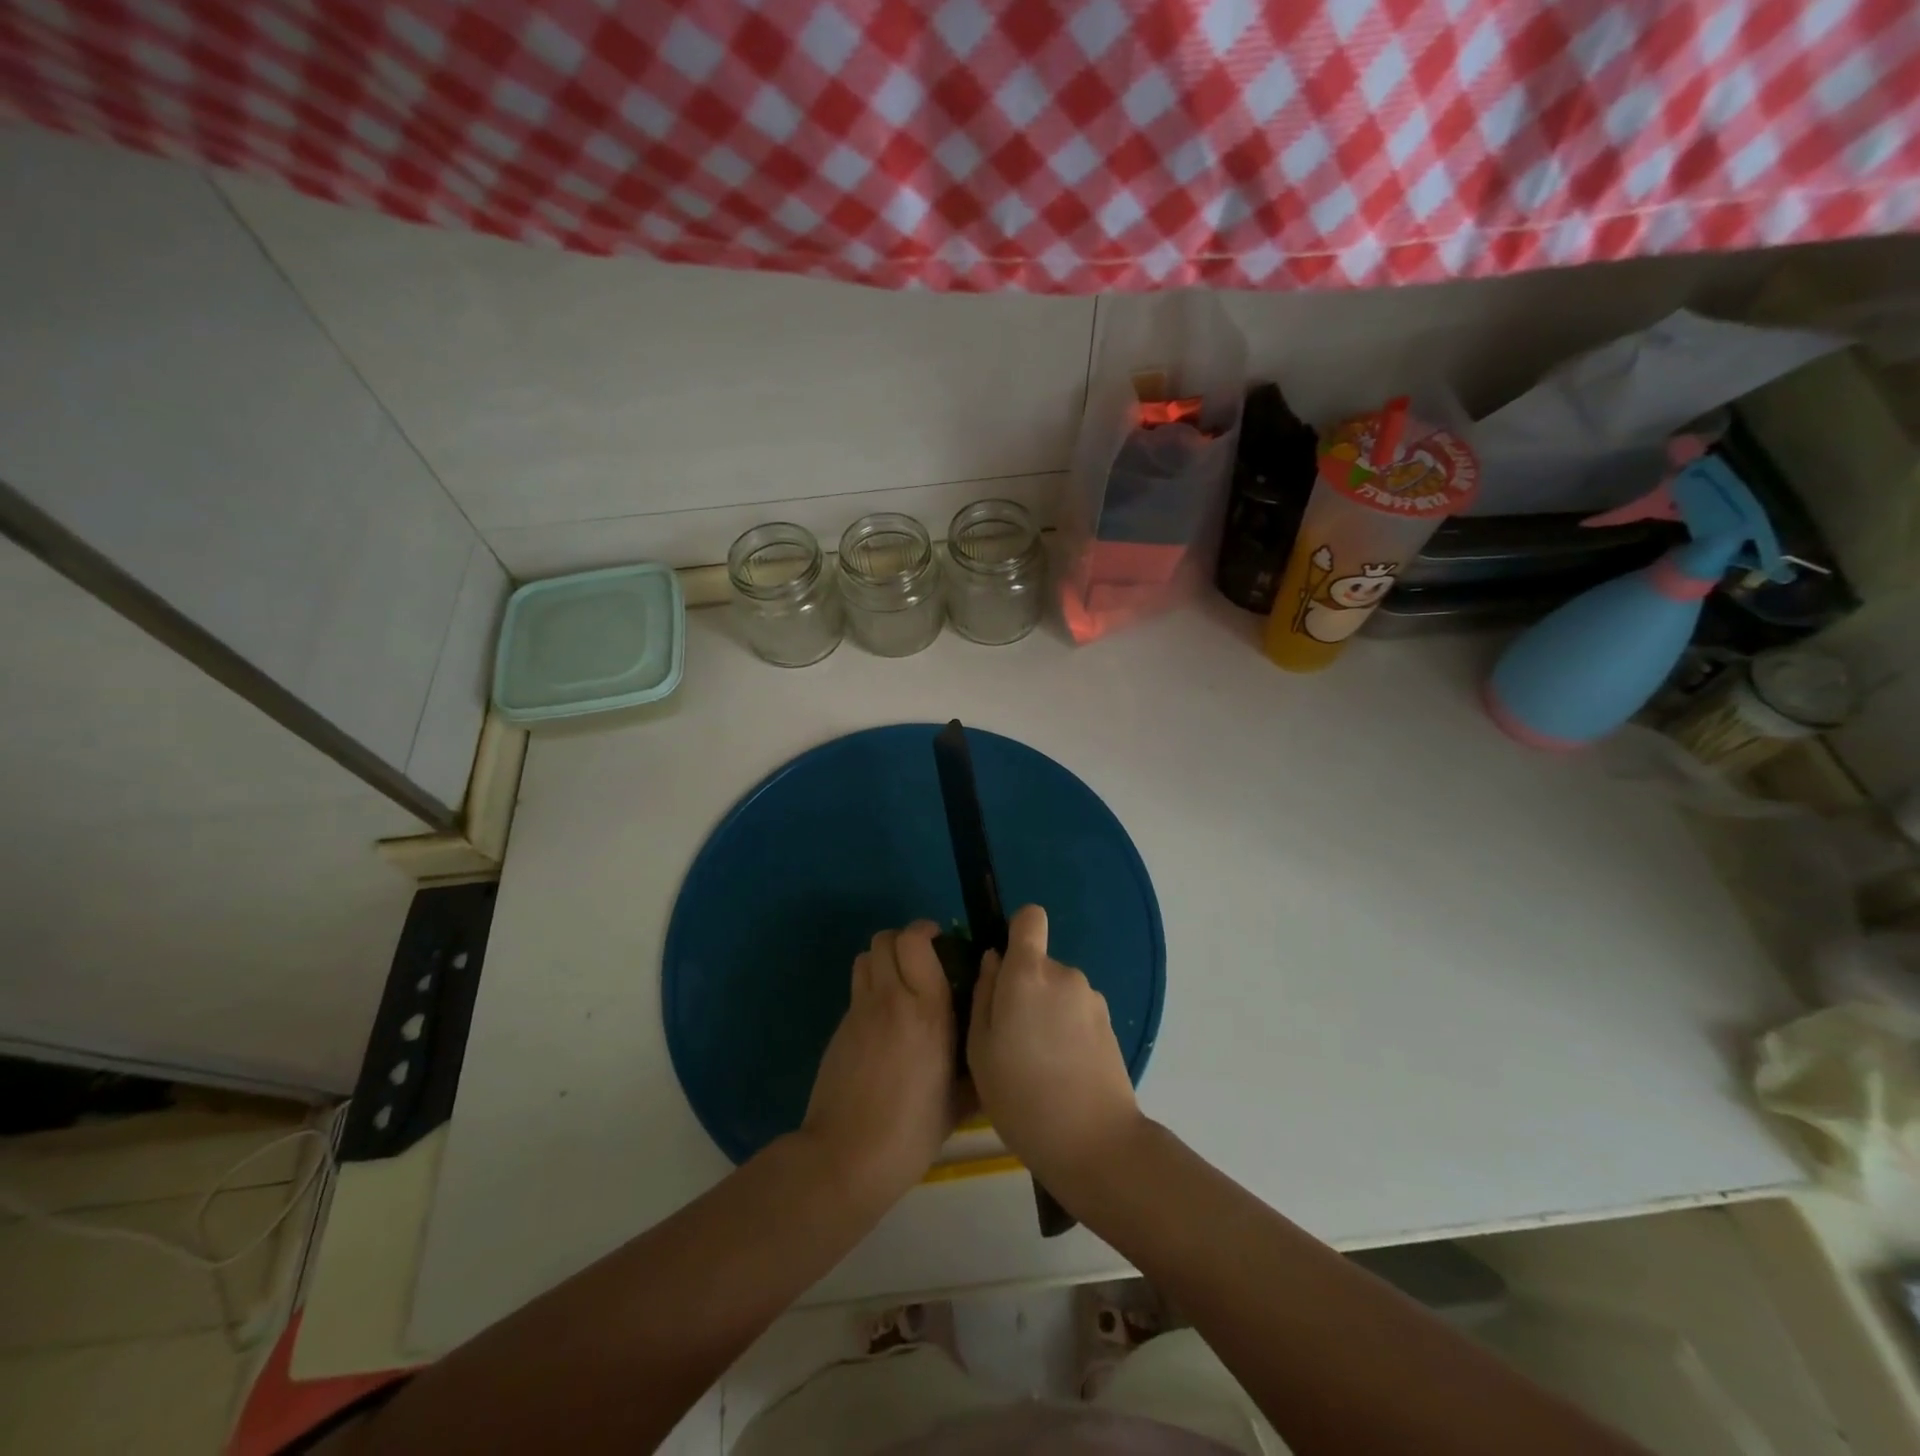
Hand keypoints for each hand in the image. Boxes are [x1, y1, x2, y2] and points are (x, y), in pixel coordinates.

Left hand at [801, 921, 963, 1204]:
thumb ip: (977, 1066)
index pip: (915, 941)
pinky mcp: (840, 1027)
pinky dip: (871, 987)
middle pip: (886, 939)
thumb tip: (991, 1050)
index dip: (925, 931)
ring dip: (883, 959)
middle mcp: (892, 998)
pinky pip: (857, 988)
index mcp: (928, 1009)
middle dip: (903, 940)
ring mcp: (860, 1011)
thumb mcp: (960, 1100)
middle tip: (921, 960)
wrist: (849, 1155)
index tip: (940, 942)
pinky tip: (883, 1019)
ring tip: (899, 982)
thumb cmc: (913, 1130)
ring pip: (866, 956)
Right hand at [967, 905, 1144, 1194]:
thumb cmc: (1022, 1096)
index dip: (1016, 931)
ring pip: (1057, 990)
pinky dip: (1065, 1029)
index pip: (1030, 917)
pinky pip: (1076, 1011)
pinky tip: (1060, 1071)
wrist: (1094, 1143)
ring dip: (1045, 1011)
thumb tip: (994, 961)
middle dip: (1024, 987)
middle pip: (1039, 962)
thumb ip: (984, 995)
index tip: (1004, 966)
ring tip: (1035, 1061)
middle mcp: (1064, 974)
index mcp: (1028, 974)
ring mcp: (1091, 999)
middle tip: (1010, 1037)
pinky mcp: (1109, 1024)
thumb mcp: (980, 1049)